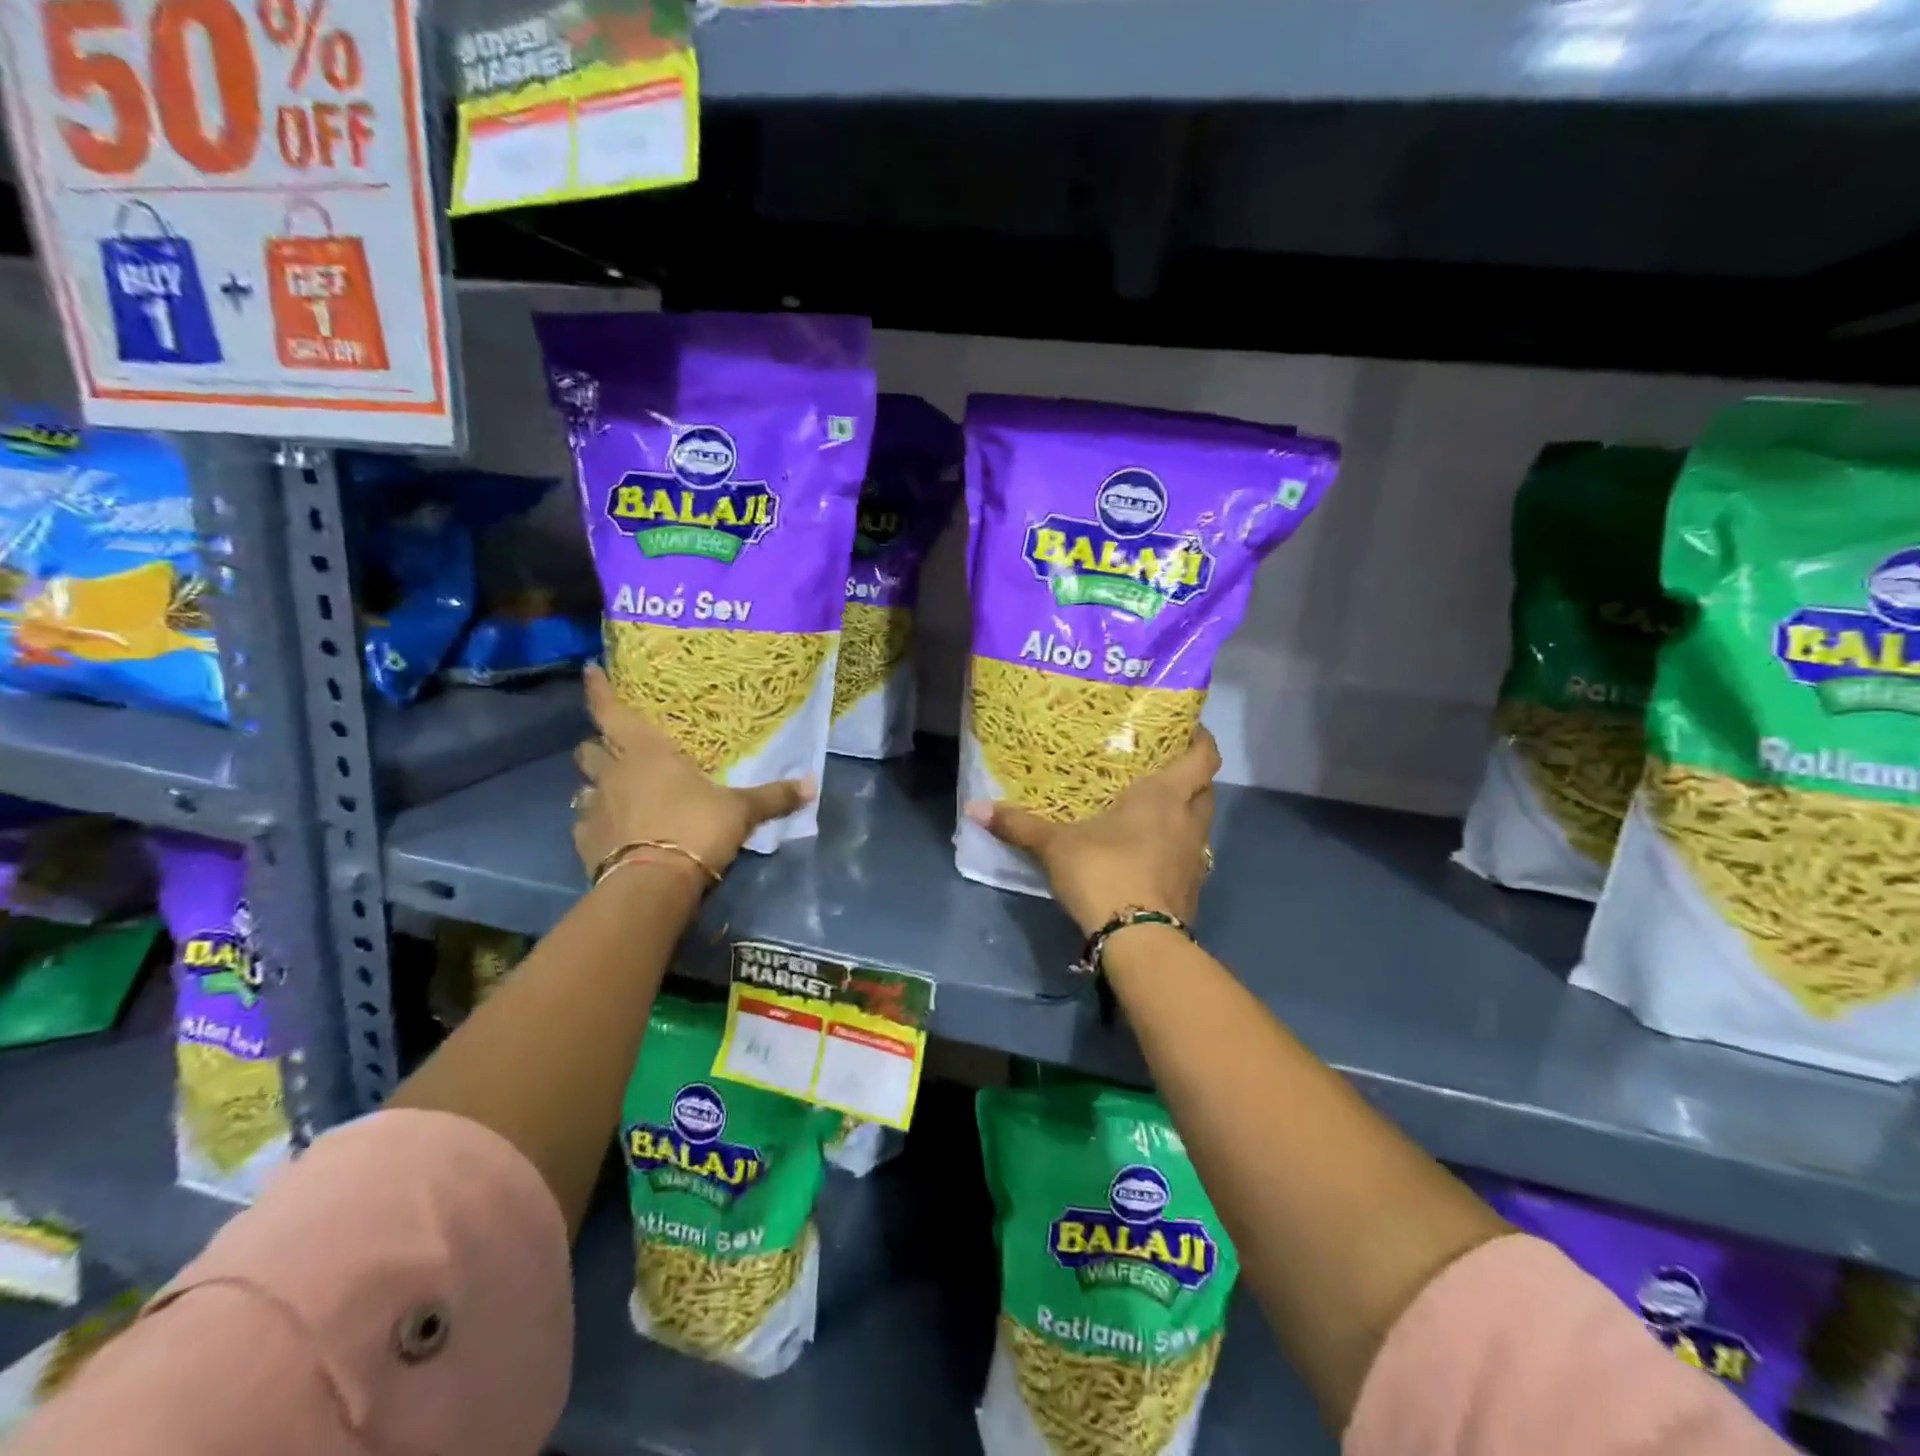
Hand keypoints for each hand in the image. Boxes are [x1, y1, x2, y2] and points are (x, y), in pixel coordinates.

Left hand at [573, 666, 815, 883]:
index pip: (612, 710)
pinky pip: (585, 824)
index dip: (600, 689)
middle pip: (590, 748)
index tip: (590, 670)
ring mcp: (593, 808)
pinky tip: (612, 833)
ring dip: (597, 785)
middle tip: (617, 749)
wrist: (652, 884)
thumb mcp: (741, 811)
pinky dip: (596, 824)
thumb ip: (774, 796)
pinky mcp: (584, 842)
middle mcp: (613, 773)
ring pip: (584, 785)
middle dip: (599, 744)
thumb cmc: (695, 828)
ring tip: (616, 792)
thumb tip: (813, 785)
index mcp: (646, 752)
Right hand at [966, 727, 1220, 934]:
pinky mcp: (1192, 888)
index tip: (1186, 729)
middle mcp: (1190, 821)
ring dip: (1183, 813)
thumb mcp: (1056, 846)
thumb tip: (974, 807)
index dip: (1201, 739)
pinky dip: (1175, 847)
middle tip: (1160, 767)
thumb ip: (1019, 825)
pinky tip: (1148, 852)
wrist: (1138, 940)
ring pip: (1199, 823)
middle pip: (1205, 788)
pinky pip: (1189, 855)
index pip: (1203, 756)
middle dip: (1190, 776)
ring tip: (1152, 809)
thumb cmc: (1104, 872)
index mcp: (1166, 796)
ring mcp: (1196, 857)